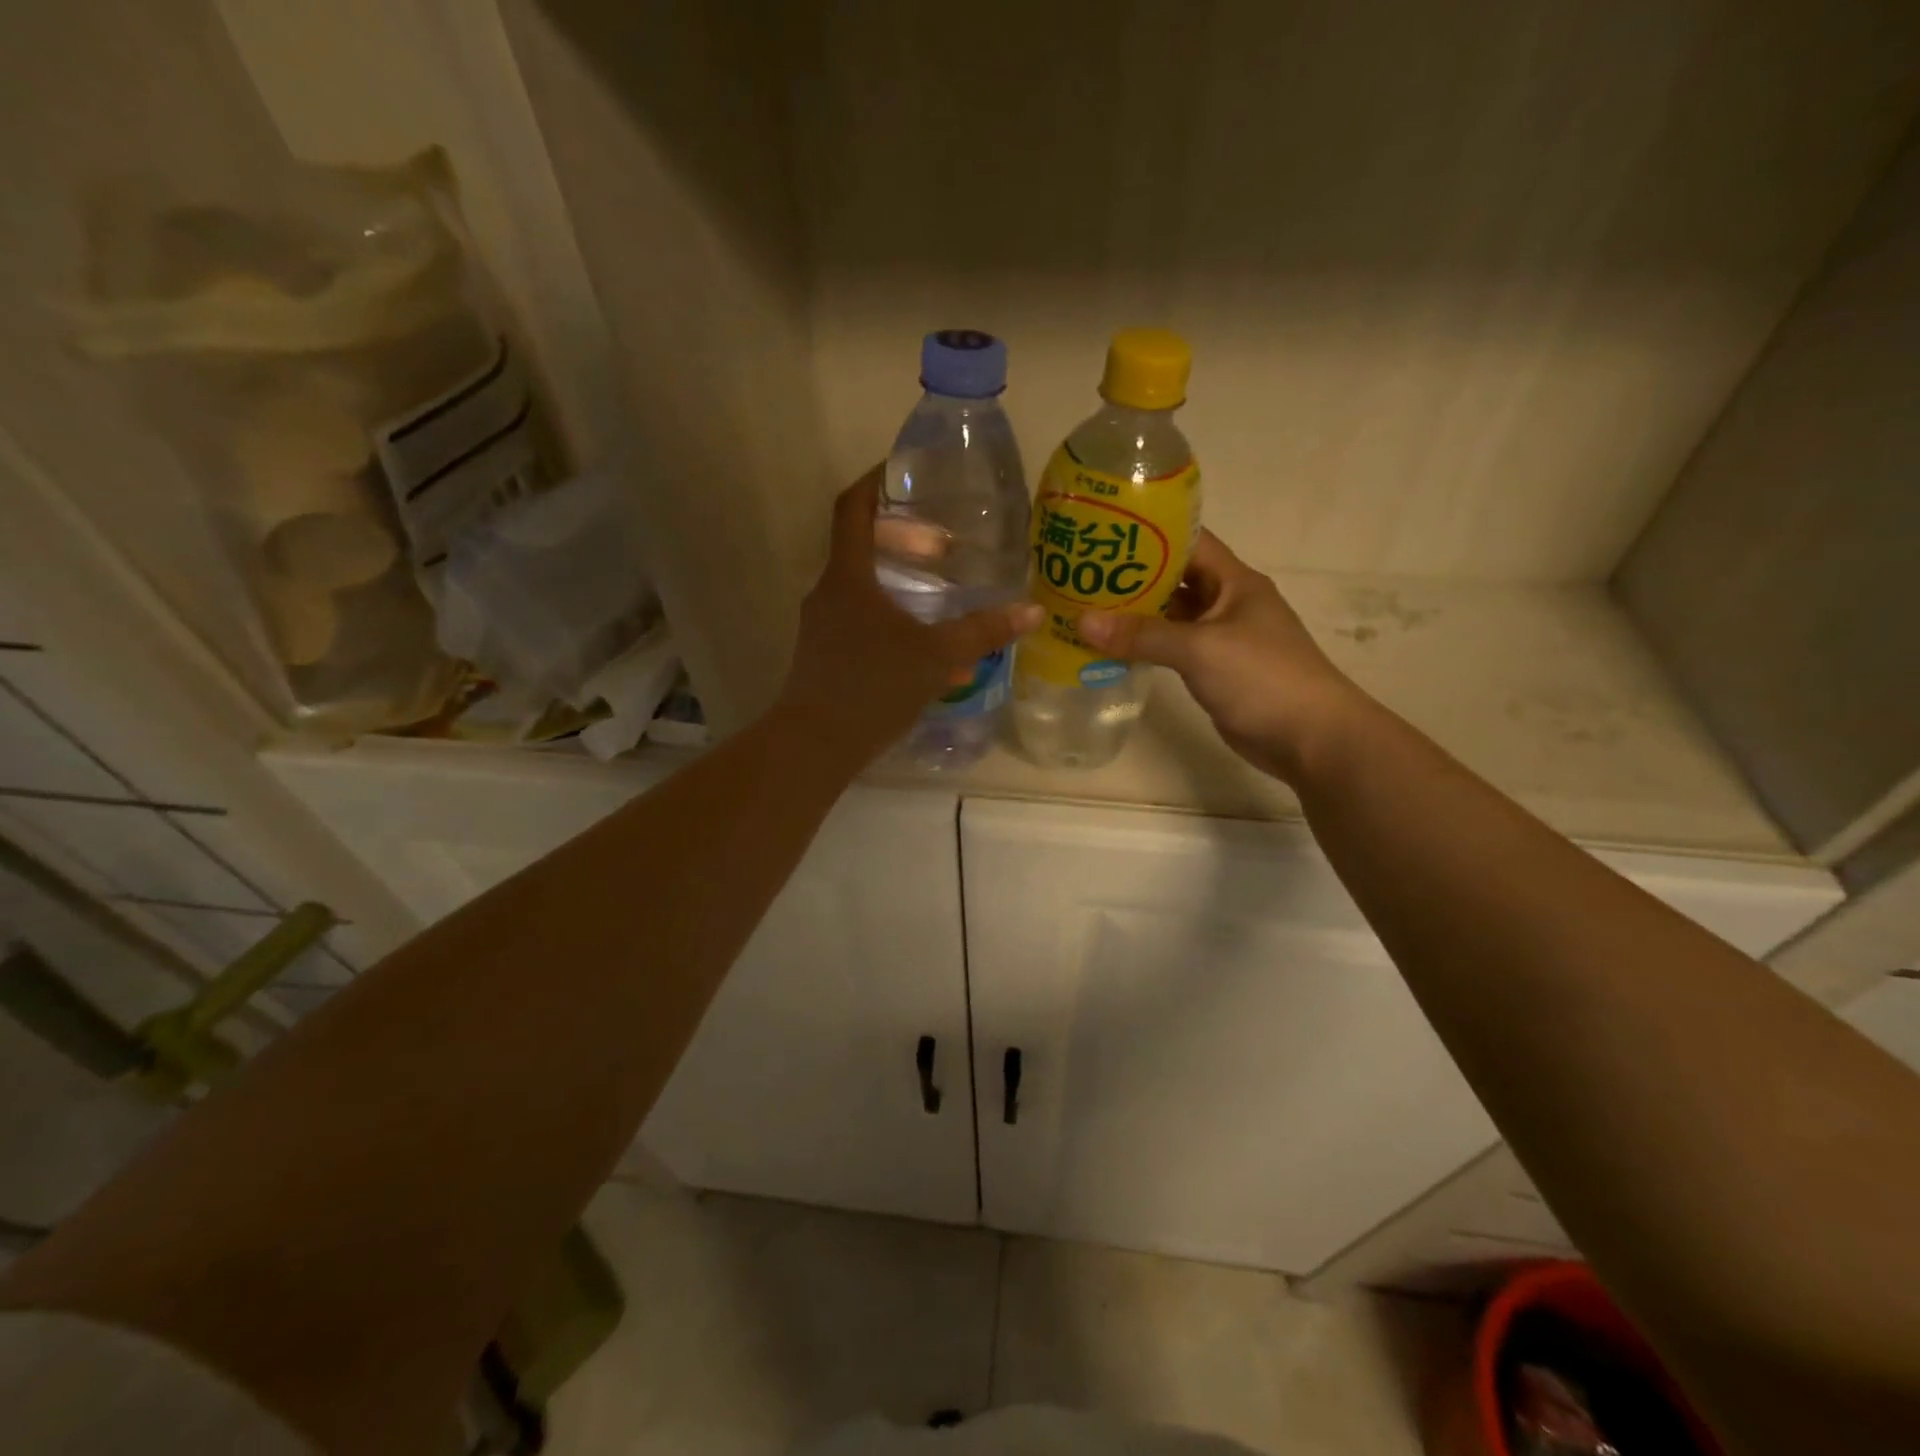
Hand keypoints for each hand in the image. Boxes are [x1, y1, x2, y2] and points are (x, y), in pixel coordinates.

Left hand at [775, 467, 1041, 762]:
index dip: (876, 482)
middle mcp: (828, 592)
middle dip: (902, 541)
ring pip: (862, 588)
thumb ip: (982, 632)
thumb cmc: (873, 688)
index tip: (905, 472)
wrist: (815, 744)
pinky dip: (890, 620)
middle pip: (861, 546)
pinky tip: (921, 648)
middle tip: (942, 548)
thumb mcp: (936, 657)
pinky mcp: (822, 654)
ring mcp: (821, 625)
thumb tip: (1032, 610)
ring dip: (899, 584)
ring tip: (939, 596)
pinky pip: (859, 621)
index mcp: (848, 576)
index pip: (853, 508)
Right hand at [1077, 531, 1367, 782]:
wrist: (1311, 737)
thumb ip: (1142, 635)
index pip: (1189, 541)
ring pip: (1172, 616)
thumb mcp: (1199, 649)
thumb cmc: (1262, 678)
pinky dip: (1146, 647)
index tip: (1104, 532)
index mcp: (1234, 581)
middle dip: (1133, 576)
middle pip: (1175, 578)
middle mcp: (1228, 603)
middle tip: (1082, 573)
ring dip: (1136, 614)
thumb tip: (1082, 621)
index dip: (1149, 534)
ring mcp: (1222, 638)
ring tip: (1087, 607)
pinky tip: (1112, 648)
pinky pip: (1173, 648)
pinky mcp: (1215, 670)